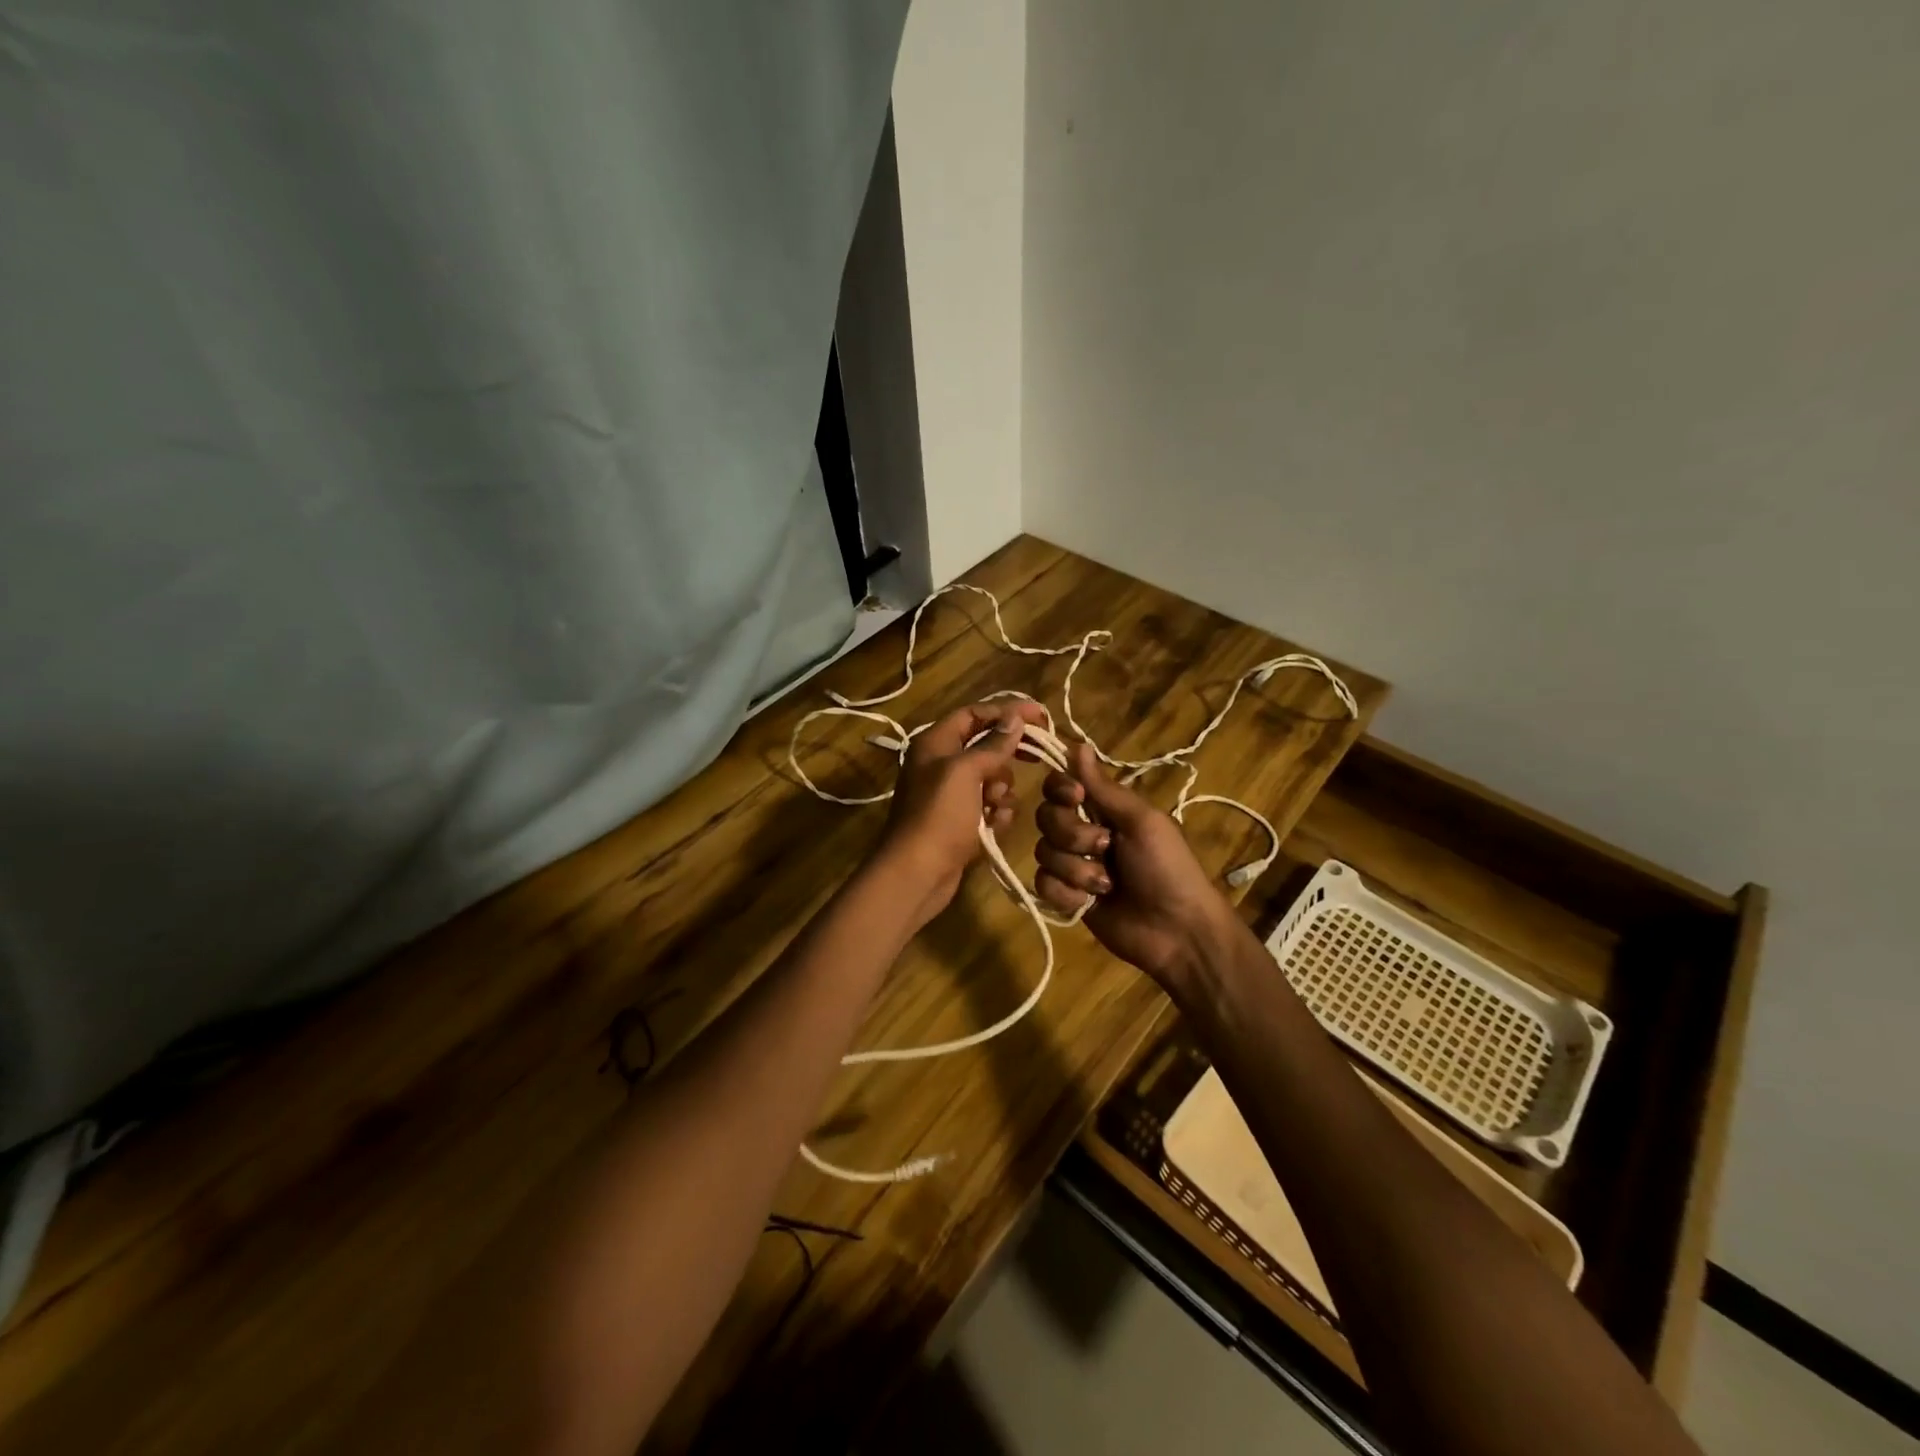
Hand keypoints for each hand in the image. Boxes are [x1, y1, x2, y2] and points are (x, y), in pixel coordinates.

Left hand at [875, 699, 1048, 928]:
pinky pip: (988, 806)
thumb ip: (992, 744)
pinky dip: (996, 812)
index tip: (1040, 716)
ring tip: (996, 802)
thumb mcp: (966, 772)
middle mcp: (941, 763)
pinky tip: (995, 825)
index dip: (1007, 712)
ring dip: (1002, 788)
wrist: (917, 873)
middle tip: (1038, 754)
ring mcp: (950, 794)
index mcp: (935, 743)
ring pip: (991, 777)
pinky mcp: (960, 821)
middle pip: (985, 744)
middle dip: (1008, 752)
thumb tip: (1015, 718)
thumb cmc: (939, 815)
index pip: (975, 713)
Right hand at [1033, 742, 1239, 993]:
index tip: (1076, 798)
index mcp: (1104, 809)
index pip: (1061, 785)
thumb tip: (1078, 744)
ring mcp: (1073, 866)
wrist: (1176, 931)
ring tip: (1106, 885)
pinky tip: (1088, 902)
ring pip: (1043, 852)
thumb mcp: (1142, 822)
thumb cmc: (1167, 868)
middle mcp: (1083, 832)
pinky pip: (1043, 884)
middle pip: (1046, 817)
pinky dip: (1065, 893)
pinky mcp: (1066, 897)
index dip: (1060, 789)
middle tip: (1105, 848)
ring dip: (1075, 869)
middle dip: (1073, 835)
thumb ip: (1104, 788)